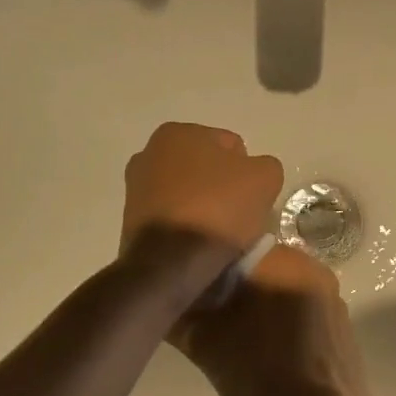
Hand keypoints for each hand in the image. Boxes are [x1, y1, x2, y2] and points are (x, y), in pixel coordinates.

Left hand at [121, 122, 283, 257]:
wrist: (171, 263)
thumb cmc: (218, 208)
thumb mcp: (265, 178)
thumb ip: (265, 165)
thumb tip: (256, 173)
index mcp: (177, 132)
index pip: (229, 145)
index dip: (248, 170)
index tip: (254, 196)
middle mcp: (149, 153)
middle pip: (205, 168)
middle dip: (222, 185)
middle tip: (240, 212)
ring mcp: (135, 188)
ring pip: (187, 193)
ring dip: (203, 206)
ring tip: (221, 233)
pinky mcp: (130, 222)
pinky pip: (173, 217)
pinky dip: (187, 225)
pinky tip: (200, 243)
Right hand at [174, 244, 378, 395]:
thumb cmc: (260, 372)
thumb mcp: (206, 345)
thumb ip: (181, 318)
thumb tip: (164, 303)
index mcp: (278, 260)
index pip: (234, 250)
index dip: (210, 272)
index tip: (197, 296)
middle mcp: (309, 265)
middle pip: (260, 268)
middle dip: (237, 289)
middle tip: (215, 319)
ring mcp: (330, 292)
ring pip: (283, 287)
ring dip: (262, 305)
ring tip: (242, 338)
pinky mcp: (341, 319)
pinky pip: (304, 308)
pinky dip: (286, 320)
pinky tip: (272, 350)